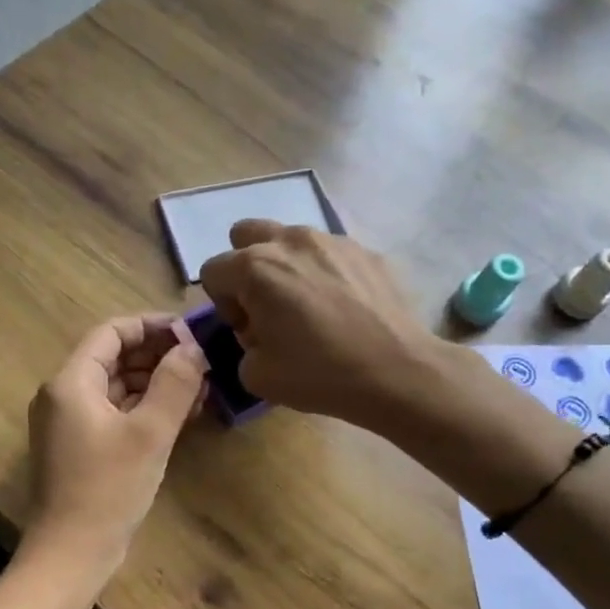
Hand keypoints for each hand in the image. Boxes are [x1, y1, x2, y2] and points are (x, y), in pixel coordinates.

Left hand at [25, 315, 206, 567]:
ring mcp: (68, 423)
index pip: (112, 332)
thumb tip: (193, 348)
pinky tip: (178, 416)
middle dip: (158, 356)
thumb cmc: (108, 489)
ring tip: (199, 390)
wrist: (71, 554)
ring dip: (155, 383)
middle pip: (113, 358)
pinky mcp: (78, 447)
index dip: (152, 326)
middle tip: (202, 364)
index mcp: (71, 382)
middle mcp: (63, 395)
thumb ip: (174, 384)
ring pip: (116, 387)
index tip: (192, 333)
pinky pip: (113, 412)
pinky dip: (143, 409)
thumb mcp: (149, 433)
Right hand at [199, 220, 435, 424]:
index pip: (213, 271)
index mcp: (256, 267)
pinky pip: (329, 253)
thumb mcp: (256, 376)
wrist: (396, 371)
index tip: (248, 331)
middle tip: (266, 304)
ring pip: (291, 239)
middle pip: (246, 233)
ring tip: (308, 305)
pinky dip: (324, 272)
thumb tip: (258, 333)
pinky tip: (342, 307)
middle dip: (246, 266)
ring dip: (286, 265)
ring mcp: (333, 240)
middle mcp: (290, 241)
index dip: (223, 304)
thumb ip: (243, 347)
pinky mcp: (366, 250)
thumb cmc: (319, 374)